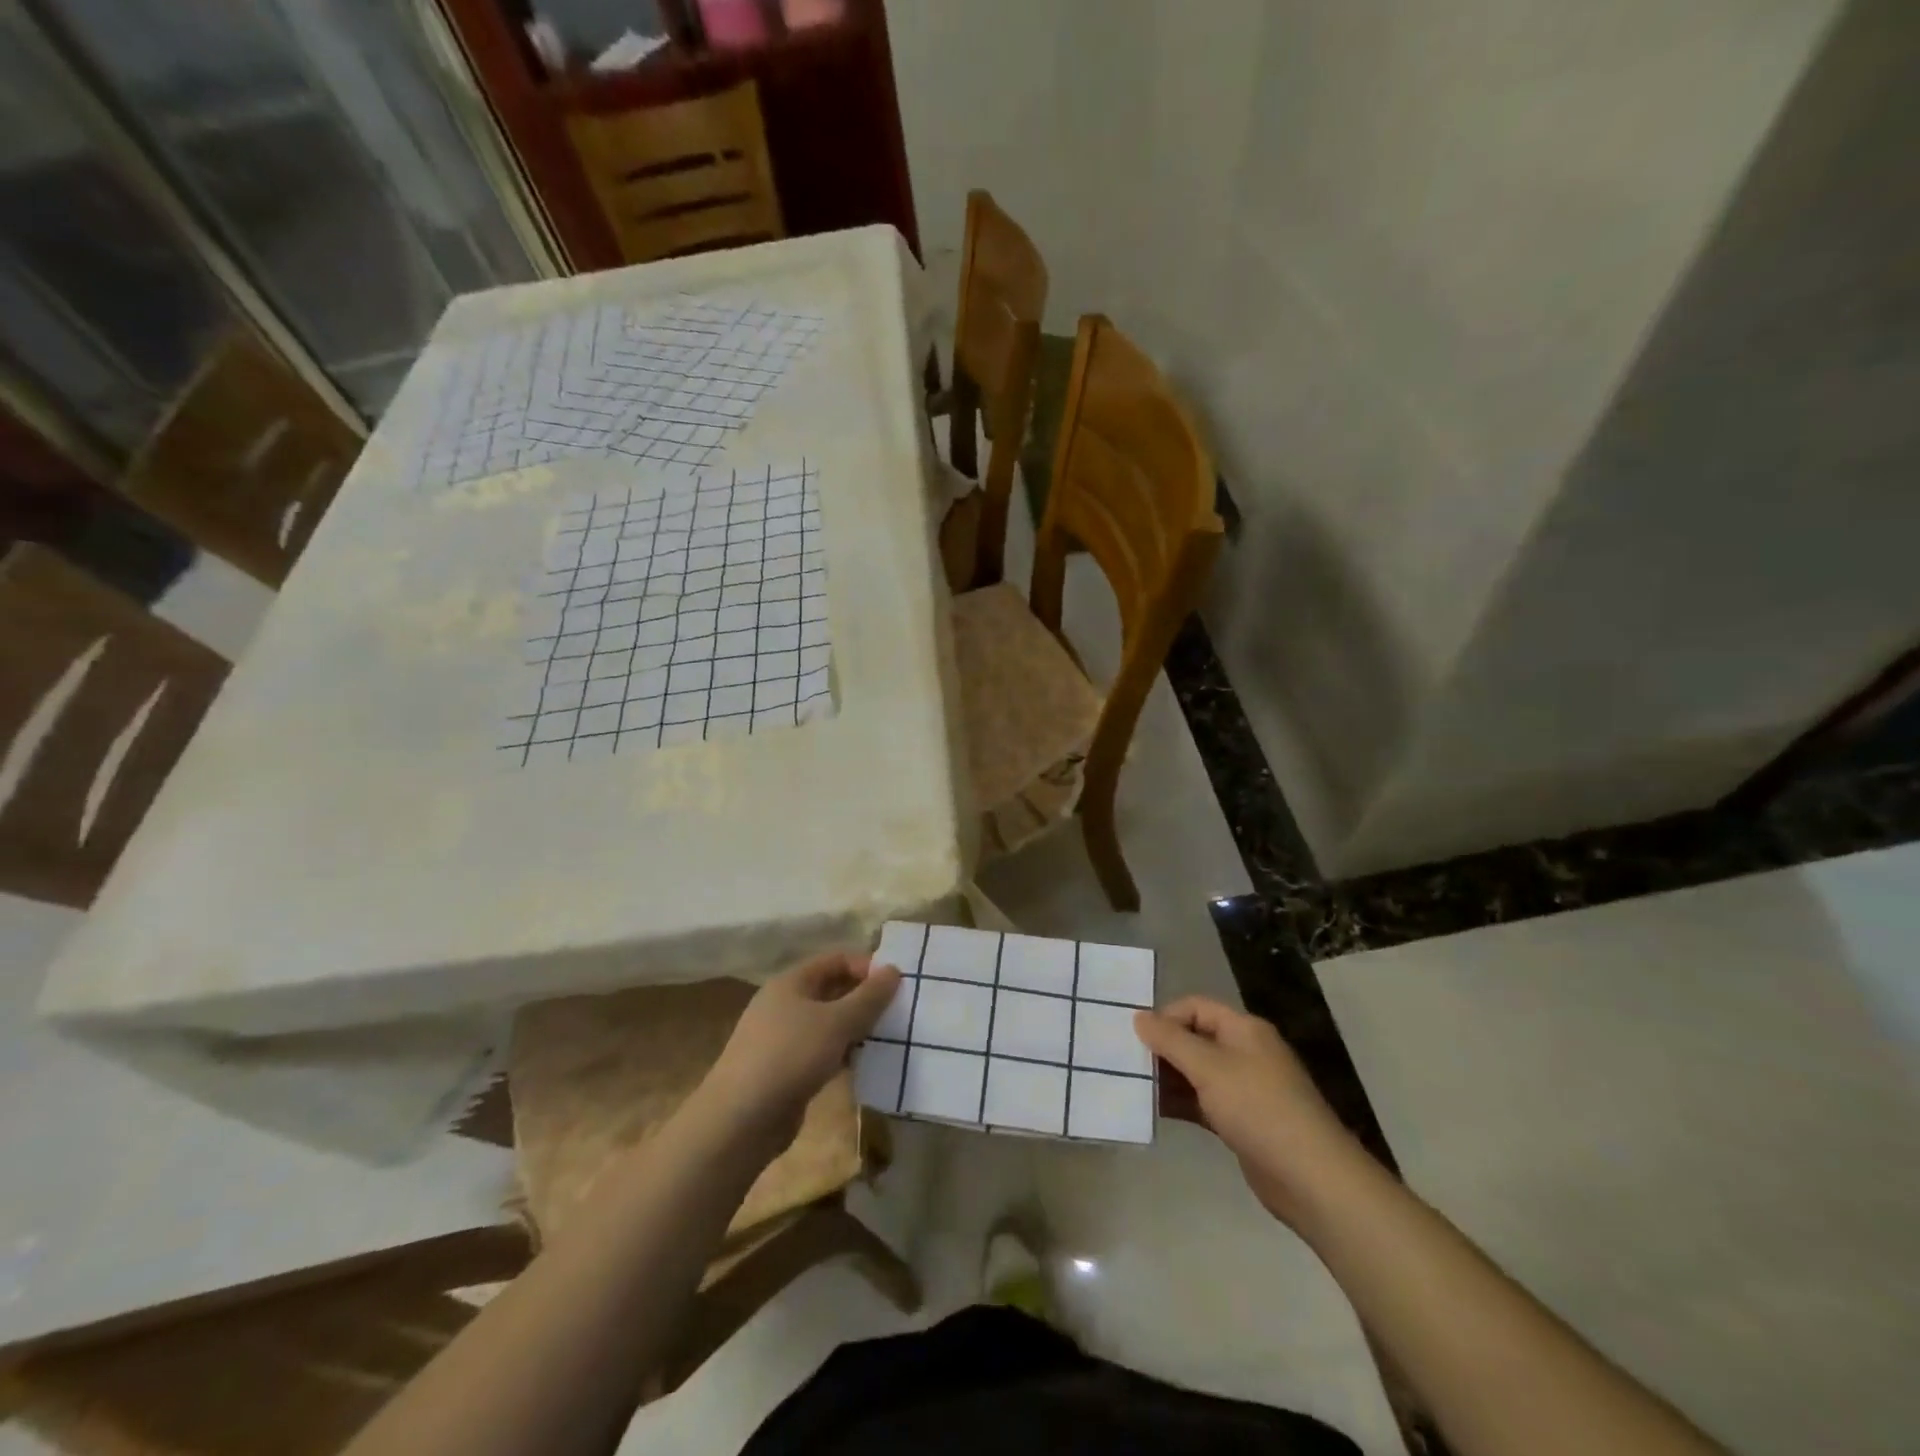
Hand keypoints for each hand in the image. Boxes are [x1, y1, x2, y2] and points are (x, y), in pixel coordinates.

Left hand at [698, 951, 901, 1148]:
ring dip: (856, 1028)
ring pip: (828, 1023)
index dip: (866, 967)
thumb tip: (894, 970)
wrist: (739, 1121)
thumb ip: (868, 997)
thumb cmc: (789, 1056)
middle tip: (897, 1012)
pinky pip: (821, 1051)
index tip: (895, 986)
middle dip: (864, 999)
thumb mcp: (836, 1022)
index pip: (836, 960)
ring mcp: (782, 1038)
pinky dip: (842, 1053)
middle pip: (832, 990)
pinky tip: (863, 1065)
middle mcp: (784, 1004)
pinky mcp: (785, 1070)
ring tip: (887, 1039)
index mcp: (791, 982)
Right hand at [1135, 996, 1359, 1224]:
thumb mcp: (1209, 1068)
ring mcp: (1244, 1088)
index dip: (1165, 1017)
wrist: (1311, 1179)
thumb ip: (1171, 1040)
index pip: (1195, 1007)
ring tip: (1134, 1088)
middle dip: (1162, 1048)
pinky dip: (1181, 1103)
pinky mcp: (1241, 1121)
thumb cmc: (1259, 1109)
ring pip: (1196, 1072)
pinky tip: (1154, 1112)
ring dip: (1168, 1078)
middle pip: (1195, 1038)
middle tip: (1127, 1063)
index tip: (1136, 1039)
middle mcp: (1245, 1052)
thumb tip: (1139, 1017)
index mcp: (1244, 1029)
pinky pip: (1203, 1102)